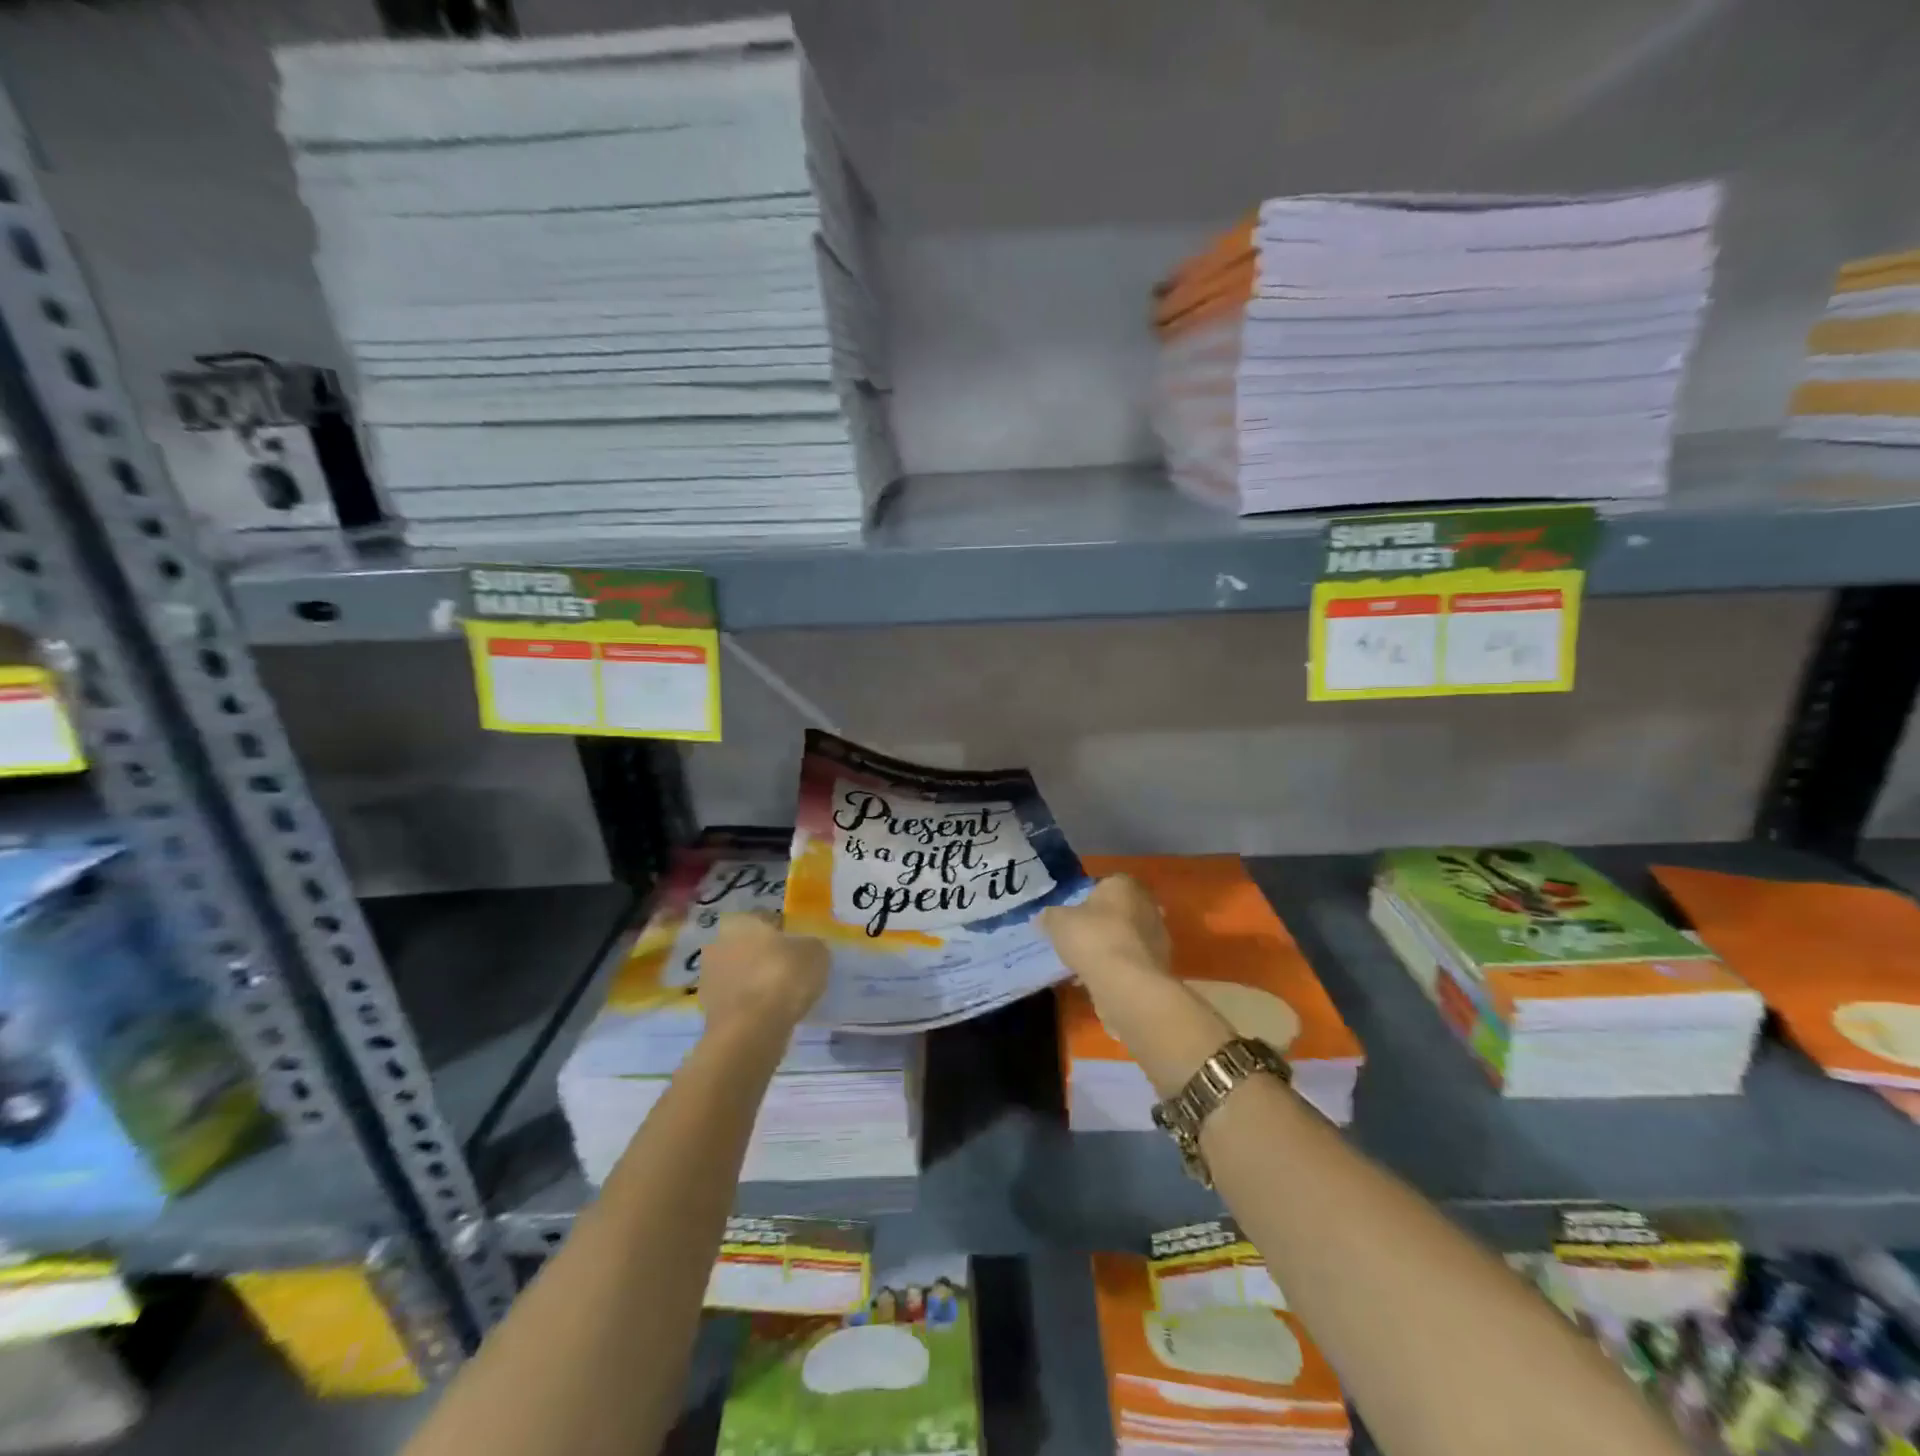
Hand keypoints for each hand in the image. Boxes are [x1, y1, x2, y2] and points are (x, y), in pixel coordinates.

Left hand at [698, 912, 827, 1038]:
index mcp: (741, 921)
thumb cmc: (783, 977)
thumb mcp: (816, 953)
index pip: (766, 918)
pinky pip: (738, 999)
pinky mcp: (709, 1009)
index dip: (786, 931)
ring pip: (741, 973)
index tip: (801, 947)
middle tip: (792, 970)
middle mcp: (719, 943)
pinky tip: (771, 1014)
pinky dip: (751, 1004)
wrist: (751, 1031)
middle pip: (750, 946)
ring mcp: (710, 978)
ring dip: (757, 981)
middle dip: (767, 956)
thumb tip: (807, 948)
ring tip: (784, 996)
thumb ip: (811, 945)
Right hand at [1042, 874, 1172, 982]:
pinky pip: (1131, 962)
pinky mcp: (1159, 966)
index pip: (1105, 883)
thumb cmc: (1093, 938)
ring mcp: (1157, 937)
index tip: (1072, 915)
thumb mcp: (1058, 922)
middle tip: (1077, 938)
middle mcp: (1147, 905)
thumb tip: (1043, 917)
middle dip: (1100, 924)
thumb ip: (1050, 916)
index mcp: (1125, 885)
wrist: (1127, 984)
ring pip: (1125, 938)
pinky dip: (1116, 969)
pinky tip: (1096, 981)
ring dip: (1107, 949)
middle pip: (1118, 911)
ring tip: (1082, 966)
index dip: (1086, 898)